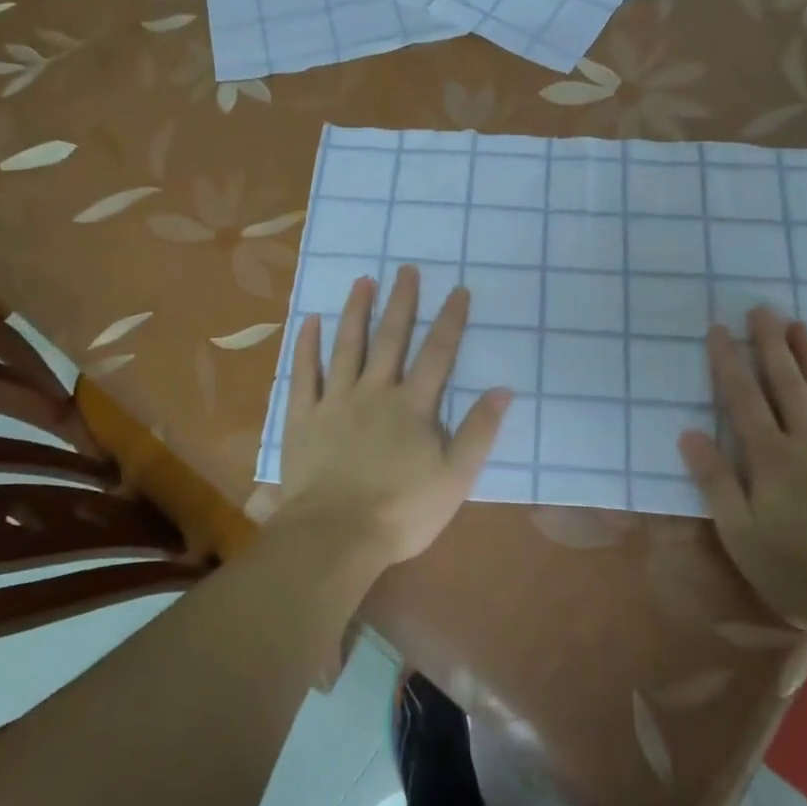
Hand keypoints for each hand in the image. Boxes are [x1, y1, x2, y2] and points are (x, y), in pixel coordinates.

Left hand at [276, 265, 510, 569]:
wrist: (336, 536)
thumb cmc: (402, 511)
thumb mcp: (456, 478)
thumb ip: (479, 432)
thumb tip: (503, 390)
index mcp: (413, 407)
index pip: (437, 354)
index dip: (450, 320)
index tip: (458, 289)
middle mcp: (375, 392)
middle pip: (391, 339)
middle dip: (402, 302)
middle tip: (406, 269)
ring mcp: (335, 402)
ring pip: (347, 346)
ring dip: (356, 311)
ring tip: (362, 280)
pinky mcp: (303, 417)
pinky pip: (303, 374)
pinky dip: (306, 346)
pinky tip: (309, 321)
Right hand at [679, 305, 806, 641]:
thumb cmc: (799, 571)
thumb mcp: (740, 534)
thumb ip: (716, 481)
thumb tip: (689, 434)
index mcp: (770, 459)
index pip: (743, 399)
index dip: (729, 362)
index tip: (719, 329)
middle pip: (787, 385)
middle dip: (771, 345)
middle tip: (762, 308)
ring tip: (801, 324)